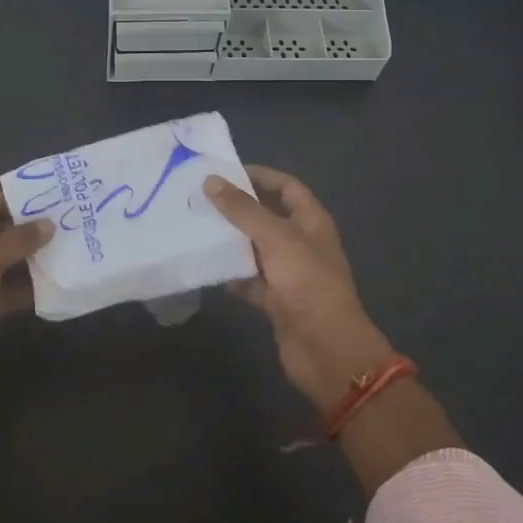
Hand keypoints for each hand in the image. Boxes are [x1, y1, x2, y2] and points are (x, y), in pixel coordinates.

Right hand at [204, 167, 395, 408]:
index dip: (260, 176)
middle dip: (238, 208)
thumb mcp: (275, 238)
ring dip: (231, 240)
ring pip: (256, 248)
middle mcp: (301, 243)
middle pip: (268, 216)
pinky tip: (206, 267)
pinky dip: (231, 274)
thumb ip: (243, 210)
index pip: (287, 186)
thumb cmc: (307, 283)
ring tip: (196, 227)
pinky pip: (250, 280)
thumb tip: (211, 181)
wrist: (326, 349)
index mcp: (311, 221)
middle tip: (202, 198)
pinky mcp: (276, 300)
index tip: (226, 172)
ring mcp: (289, 273)